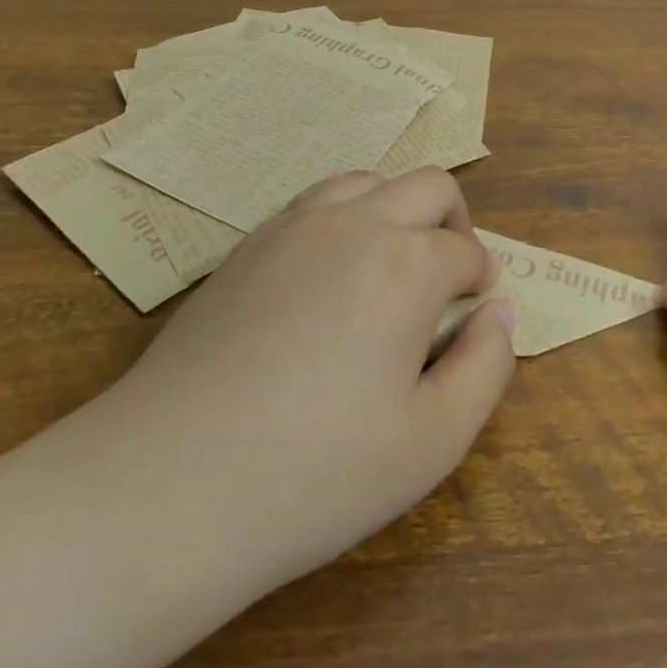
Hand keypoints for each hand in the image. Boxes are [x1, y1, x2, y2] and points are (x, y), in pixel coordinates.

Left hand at [87, 167, 516, 592]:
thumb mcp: (433, 441)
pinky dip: (345, 220)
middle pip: (428, 186)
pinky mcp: (246, 245)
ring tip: (392, 269)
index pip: (465, 252)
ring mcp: (292, 226)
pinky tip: (329, 278)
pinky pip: (314, 203)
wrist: (167, 487)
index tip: (473, 313)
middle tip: (448, 282)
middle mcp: (354, 224)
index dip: (480, 281)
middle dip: (454, 224)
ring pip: (367, 181)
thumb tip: (499, 312)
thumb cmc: (315, 473)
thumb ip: (487, 366)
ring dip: (397, 211)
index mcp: (406, 263)